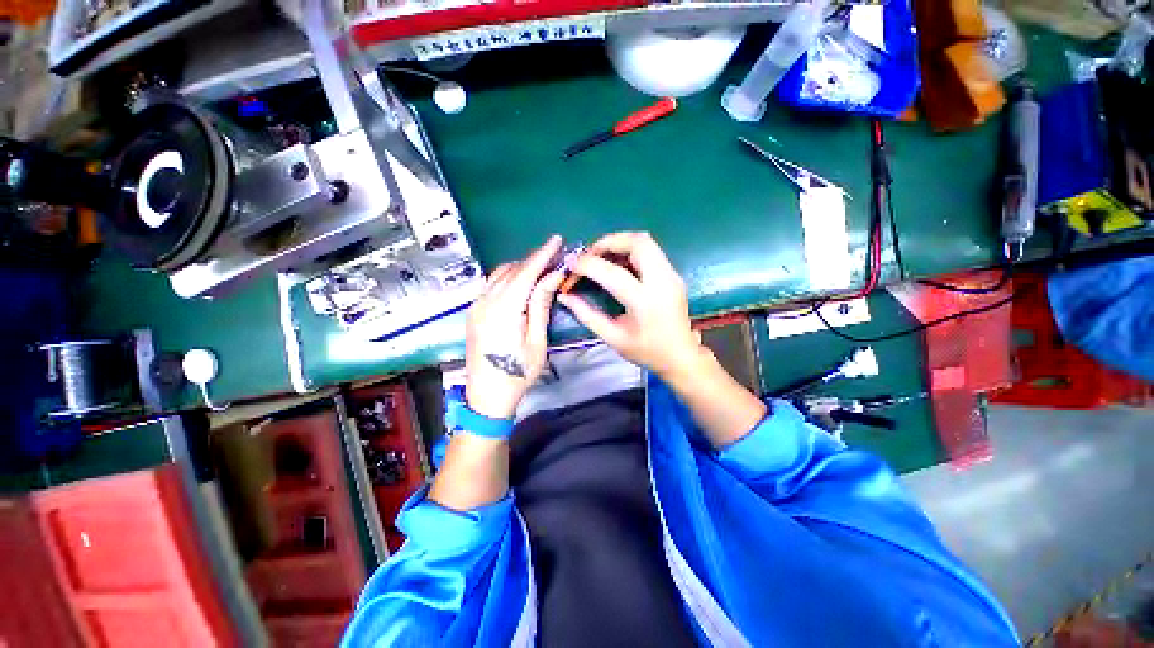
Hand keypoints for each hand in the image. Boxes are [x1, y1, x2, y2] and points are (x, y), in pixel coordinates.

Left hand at [465, 235, 565, 419]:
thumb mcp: (537, 341)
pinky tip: (521, 283)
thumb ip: (541, 305)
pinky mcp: (473, 312)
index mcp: (503, 310)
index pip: (525, 272)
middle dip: (533, 260)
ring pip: (499, 275)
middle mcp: (485, 302)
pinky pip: (491, 285)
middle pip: (512, 270)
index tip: (557, 240)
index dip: (542, 254)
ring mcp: (476, 306)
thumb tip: (553, 277)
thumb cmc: (518, 373)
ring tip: (541, 268)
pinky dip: (509, 278)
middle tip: (554, 257)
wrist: (486, 397)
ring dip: (520, 268)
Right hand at [557, 232, 705, 380]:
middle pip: (638, 243)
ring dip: (620, 243)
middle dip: (609, 242)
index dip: (588, 265)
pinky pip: (651, 251)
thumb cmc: (646, 351)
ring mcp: (672, 275)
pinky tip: (617, 263)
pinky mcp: (674, 274)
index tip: (571, 265)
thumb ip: (587, 315)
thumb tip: (565, 296)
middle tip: (589, 254)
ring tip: (601, 256)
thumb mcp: (613, 338)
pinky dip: (630, 250)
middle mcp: (662, 282)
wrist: (681, 356)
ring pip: (646, 242)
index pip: (613, 273)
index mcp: (645, 303)